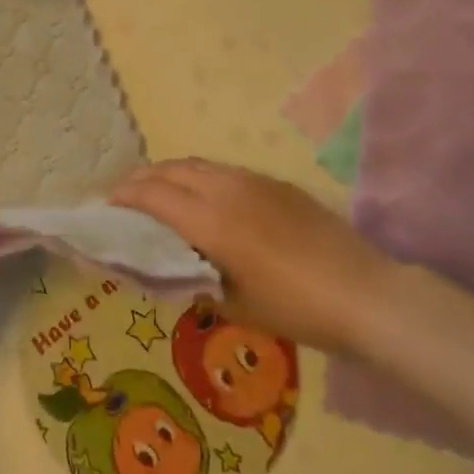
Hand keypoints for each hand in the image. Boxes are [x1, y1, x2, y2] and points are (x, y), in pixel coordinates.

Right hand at [112, 159, 394, 353]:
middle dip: (141, 179)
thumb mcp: (235, 305)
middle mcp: (226, 190)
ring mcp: (253, 181)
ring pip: (197, 165)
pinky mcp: (275, 183)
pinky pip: (224, 171)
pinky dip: (199, 176)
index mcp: (210, 221)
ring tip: (159, 191)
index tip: (107, 204)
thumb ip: (196, 281)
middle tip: (125, 196)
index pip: (153, 195)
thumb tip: (173, 269)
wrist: (367, 295)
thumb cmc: (297, 309)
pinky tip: (205, 196)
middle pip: (170, 171)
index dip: (125, 195)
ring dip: (170, 173)